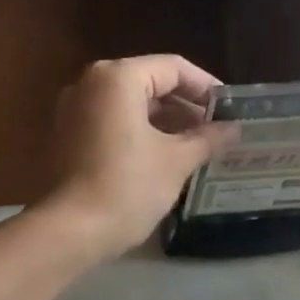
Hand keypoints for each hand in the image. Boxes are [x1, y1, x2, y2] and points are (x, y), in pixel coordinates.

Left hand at [37, 55, 235, 264]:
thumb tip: (233, 128)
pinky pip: (111, 124)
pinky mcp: (66, 138)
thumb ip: (207, 138)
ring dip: (163, 123)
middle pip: (148, 84)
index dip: (206, 87)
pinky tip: (162, 159)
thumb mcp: (176, 161)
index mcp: (118, 78)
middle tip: (216, 130)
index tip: (230, 110)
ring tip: (195, 147)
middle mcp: (90, 84)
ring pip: (129, 106)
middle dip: (184, 107)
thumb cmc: (128, 187)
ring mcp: (73, 111)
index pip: (173, 68)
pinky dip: (138, 134)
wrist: (71, 231)